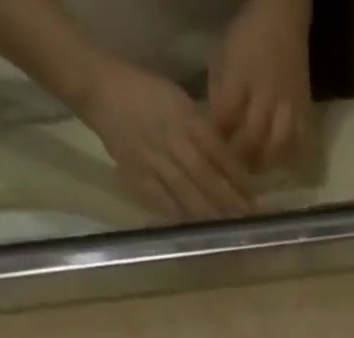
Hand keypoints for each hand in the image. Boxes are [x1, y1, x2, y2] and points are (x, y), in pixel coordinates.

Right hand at [75, 55, 254, 218]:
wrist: (100, 91)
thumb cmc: (147, 95)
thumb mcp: (180, 101)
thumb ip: (204, 132)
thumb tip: (232, 165)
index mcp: (183, 118)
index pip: (217, 152)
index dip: (236, 177)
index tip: (253, 197)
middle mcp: (170, 140)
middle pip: (205, 178)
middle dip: (228, 201)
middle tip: (247, 219)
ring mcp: (152, 161)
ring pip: (187, 193)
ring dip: (210, 214)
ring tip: (228, 228)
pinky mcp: (137, 176)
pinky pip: (163, 202)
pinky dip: (183, 217)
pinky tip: (198, 230)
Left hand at [208, 0, 313, 172]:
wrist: (283, 20)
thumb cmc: (248, 38)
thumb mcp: (222, 57)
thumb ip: (218, 94)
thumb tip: (215, 129)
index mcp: (241, 77)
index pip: (225, 118)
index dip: (217, 139)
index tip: (211, 153)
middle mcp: (266, 94)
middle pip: (252, 138)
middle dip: (239, 158)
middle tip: (232, 173)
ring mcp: (288, 106)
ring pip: (276, 148)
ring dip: (264, 164)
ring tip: (255, 170)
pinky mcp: (305, 114)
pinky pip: (300, 145)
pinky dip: (290, 159)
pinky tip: (280, 164)